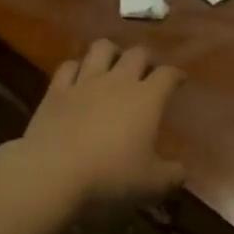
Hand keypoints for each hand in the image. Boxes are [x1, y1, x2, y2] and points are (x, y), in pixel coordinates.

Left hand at [19, 39, 186, 211]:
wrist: (51, 175)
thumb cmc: (109, 178)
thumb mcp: (151, 185)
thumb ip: (171, 176)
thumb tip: (182, 172)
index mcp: (147, 99)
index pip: (168, 74)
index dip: (176, 75)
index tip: (179, 80)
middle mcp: (118, 81)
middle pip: (137, 54)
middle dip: (145, 59)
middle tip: (147, 72)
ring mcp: (85, 83)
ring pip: (101, 48)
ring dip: (111, 52)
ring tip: (112, 64)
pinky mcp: (56, 91)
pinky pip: (68, 67)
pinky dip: (76, 68)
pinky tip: (77, 78)